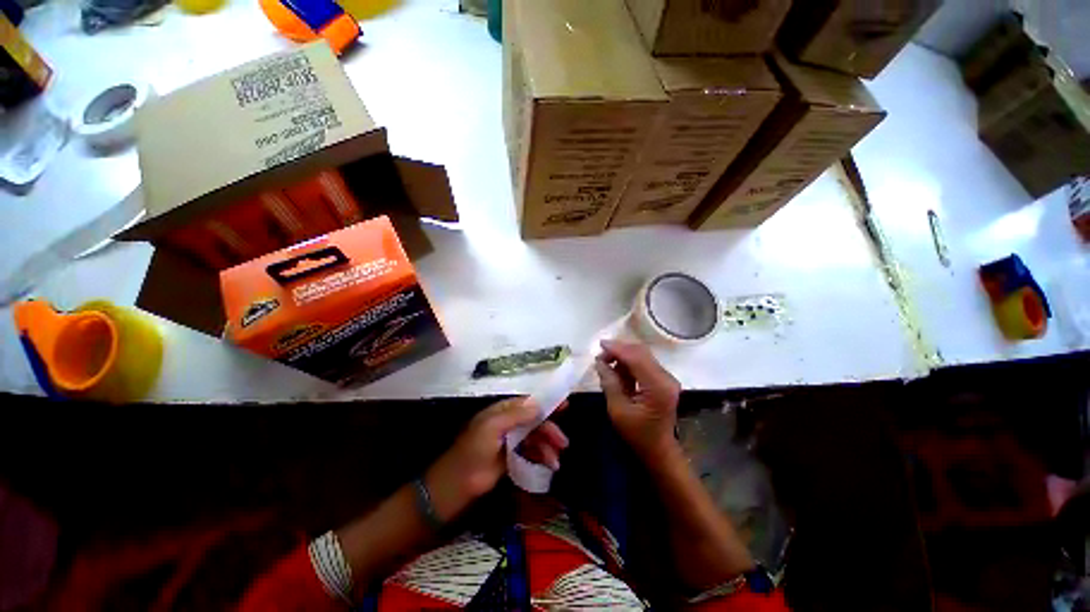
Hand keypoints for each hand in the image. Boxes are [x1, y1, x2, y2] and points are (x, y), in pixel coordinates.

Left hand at [424, 397, 566, 521]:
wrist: (455, 487)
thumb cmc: (472, 452)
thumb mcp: (492, 428)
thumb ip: (515, 415)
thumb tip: (538, 404)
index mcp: (501, 411)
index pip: (528, 402)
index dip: (546, 402)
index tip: (565, 405)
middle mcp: (507, 423)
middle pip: (534, 421)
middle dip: (550, 429)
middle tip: (563, 443)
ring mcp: (509, 441)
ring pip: (534, 437)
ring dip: (547, 446)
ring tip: (555, 462)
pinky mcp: (511, 458)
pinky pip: (530, 453)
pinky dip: (541, 457)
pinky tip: (548, 466)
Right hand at [595, 339, 680, 459]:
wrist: (658, 450)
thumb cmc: (637, 434)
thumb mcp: (617, 410)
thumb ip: (609, 382)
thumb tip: (600, 362)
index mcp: (658, 386)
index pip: (636, 358)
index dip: (617, 349)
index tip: (600, 344)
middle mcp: (666, 378)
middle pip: (641, 353)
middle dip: (619, 350)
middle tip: (601, 356)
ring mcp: (667, 378)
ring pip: (642, 356)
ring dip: (624, 356)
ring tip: (606, 364)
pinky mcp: (663, 380)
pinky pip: (645, 364)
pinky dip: (630, 363)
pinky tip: (618, 370)